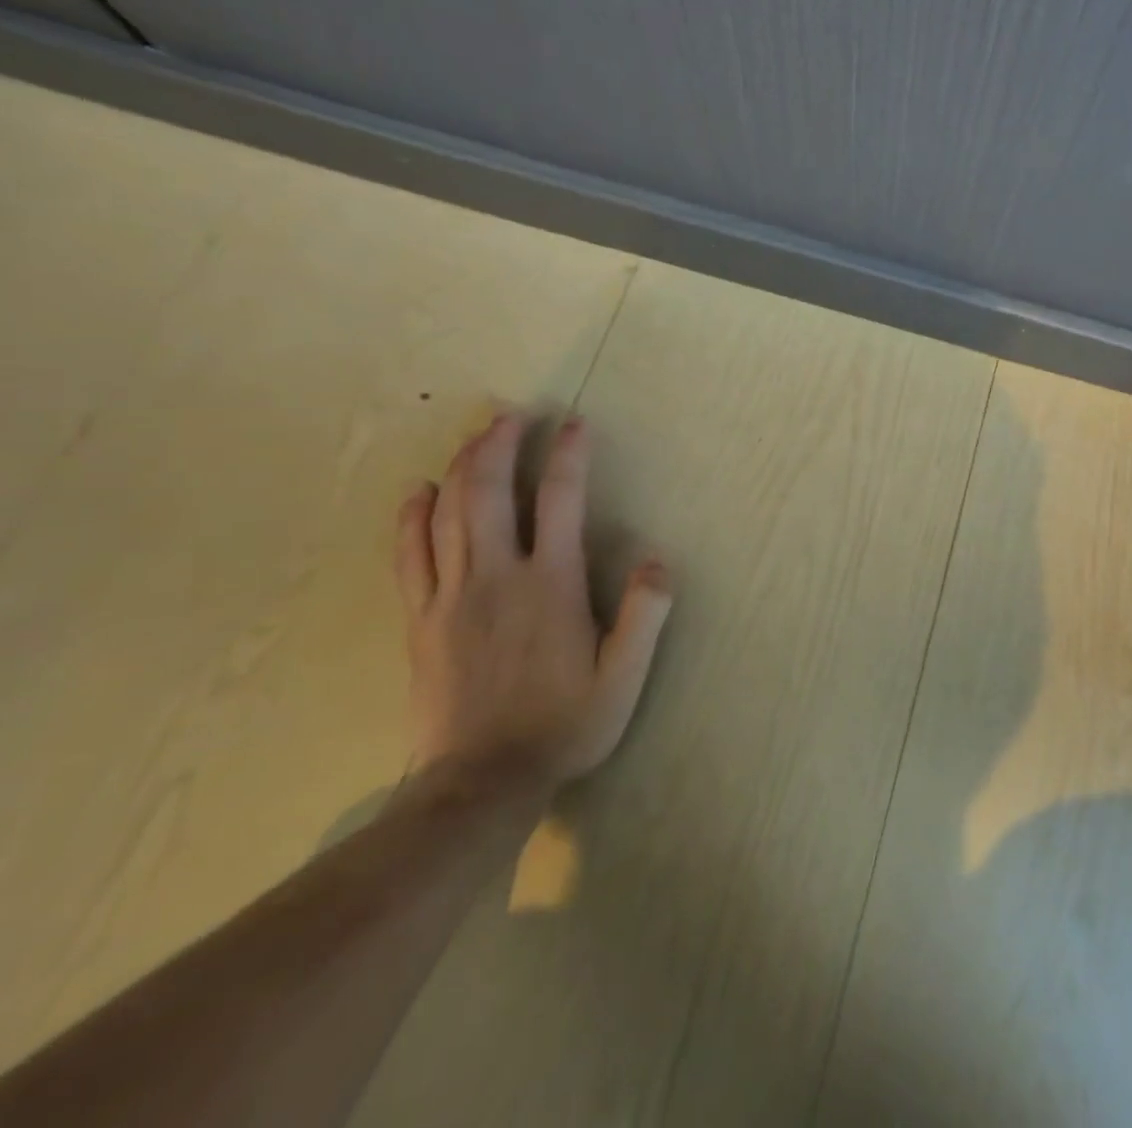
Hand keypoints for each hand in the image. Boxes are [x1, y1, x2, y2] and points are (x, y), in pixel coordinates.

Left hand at [395, 413, 671, 787]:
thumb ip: (644, 615)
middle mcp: (497, 577)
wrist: (481, 782)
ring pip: (447, 514)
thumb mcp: (624, 677)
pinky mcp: (421, 619)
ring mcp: (451, 596)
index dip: (568, 456)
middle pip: (488, 492)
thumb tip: (658, 559)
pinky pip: (410, 555)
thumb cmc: (564, 725)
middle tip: (511, 414)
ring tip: (475, 435)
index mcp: (550, 585)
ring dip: (460, 466)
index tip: (575, 425)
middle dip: (499, 445)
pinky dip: (413, 517)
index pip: (559, 501)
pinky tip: (419, 493)